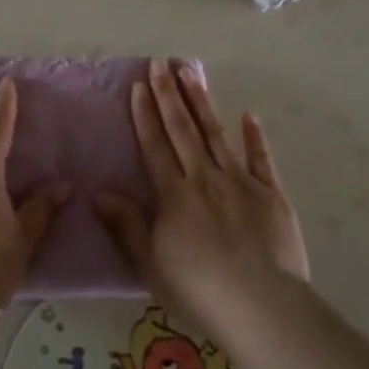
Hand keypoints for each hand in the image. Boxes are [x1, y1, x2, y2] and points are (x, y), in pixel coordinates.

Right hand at [94, 59, 308, 329]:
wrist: (262, 306)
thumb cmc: (198, 290)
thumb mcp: (149, 263)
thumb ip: (126, 224)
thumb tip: (97, 191)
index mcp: (174, 194)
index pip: (155, 145)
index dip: (145, 114)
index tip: (138, 85)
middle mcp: (204, 177)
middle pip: (183, 129)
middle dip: (169, 94)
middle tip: (161, 62)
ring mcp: (240, 182)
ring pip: (216, 134)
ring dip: (201, 102)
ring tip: (191, 72)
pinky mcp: (271, 194)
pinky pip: (261, 159)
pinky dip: (254, 136)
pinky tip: (248, 115)